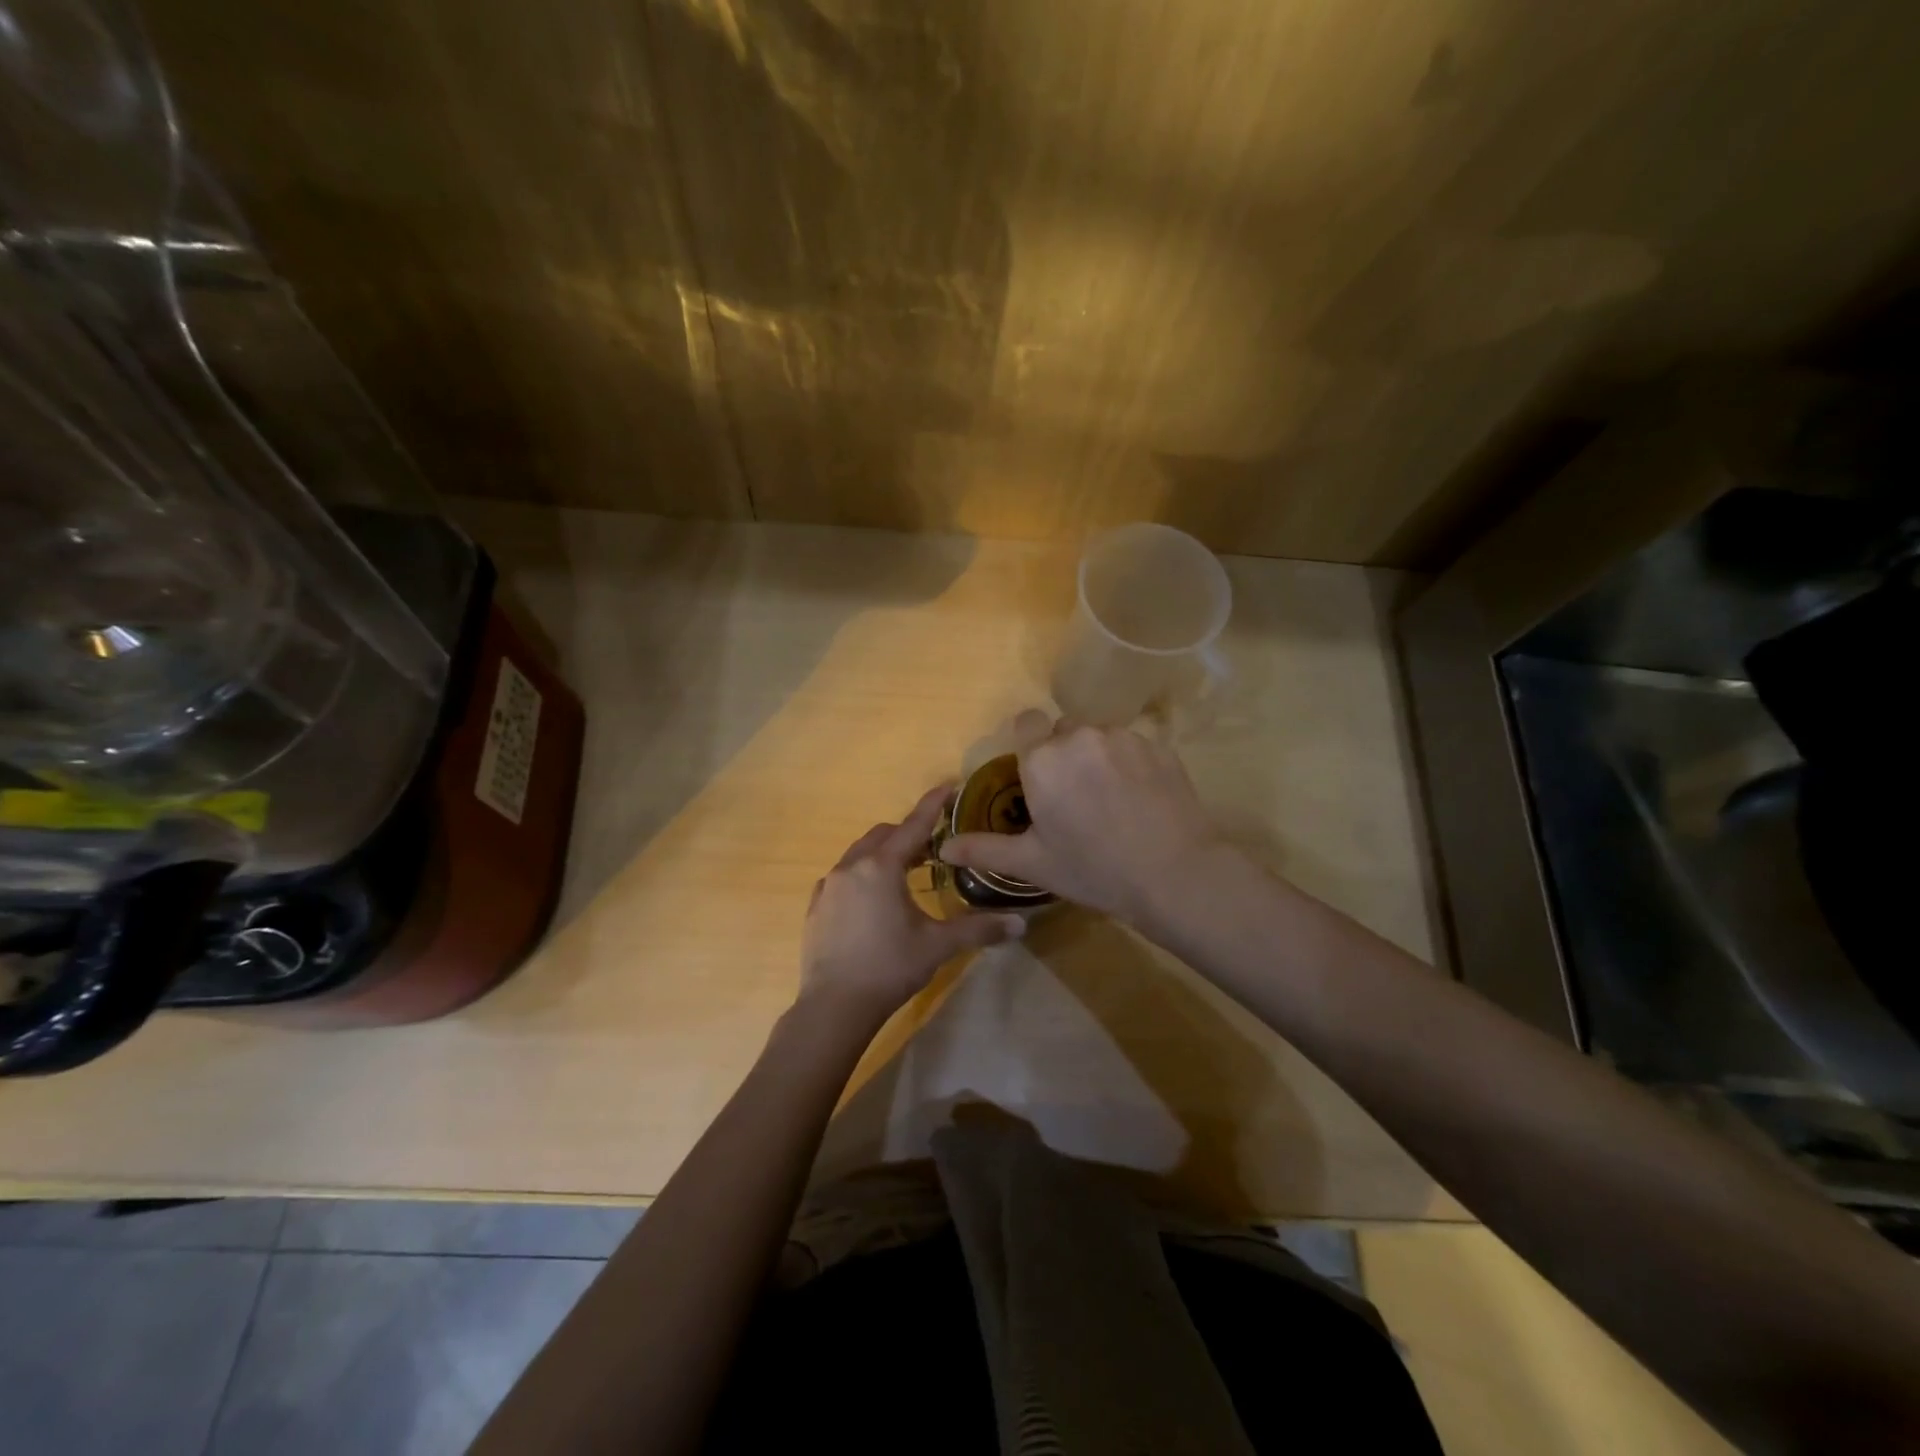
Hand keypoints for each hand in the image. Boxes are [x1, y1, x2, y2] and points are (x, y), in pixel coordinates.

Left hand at [801, 784, 1026, 1024]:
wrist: (834, 1007)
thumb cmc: (890, 967)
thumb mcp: (938, 946)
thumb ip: (978, 929)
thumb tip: (1020, 923)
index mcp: (882, 867)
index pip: (913, 826)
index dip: (933, 805)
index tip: (949, 785)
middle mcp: (852, 867)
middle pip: (883, 835)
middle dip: (908, 834)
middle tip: (932, 849)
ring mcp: (828, 886)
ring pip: (859, 854)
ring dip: (883, 853)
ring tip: (904, 873)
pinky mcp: (816, 906)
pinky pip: (842, 876)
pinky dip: (861, 875)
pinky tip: (872, 899)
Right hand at [936, 712, 1229, 926]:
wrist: (1173, 874)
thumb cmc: (1093, 869)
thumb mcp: (1033, 863)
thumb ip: (985, 849)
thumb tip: (943, 848)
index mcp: (1042, 759)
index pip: (1027, 723)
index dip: (1030, 743)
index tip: (1037, 775)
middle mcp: (1079, 736)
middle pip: (1064, 731)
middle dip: (1064, 755)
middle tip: (1074, 798)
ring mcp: (1123, 738)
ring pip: (1099, 737)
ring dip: (1097, 758)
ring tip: (1111, 801)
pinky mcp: (1158, 746)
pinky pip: (1133, 745)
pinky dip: (1130, 764)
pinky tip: (1140, 799)